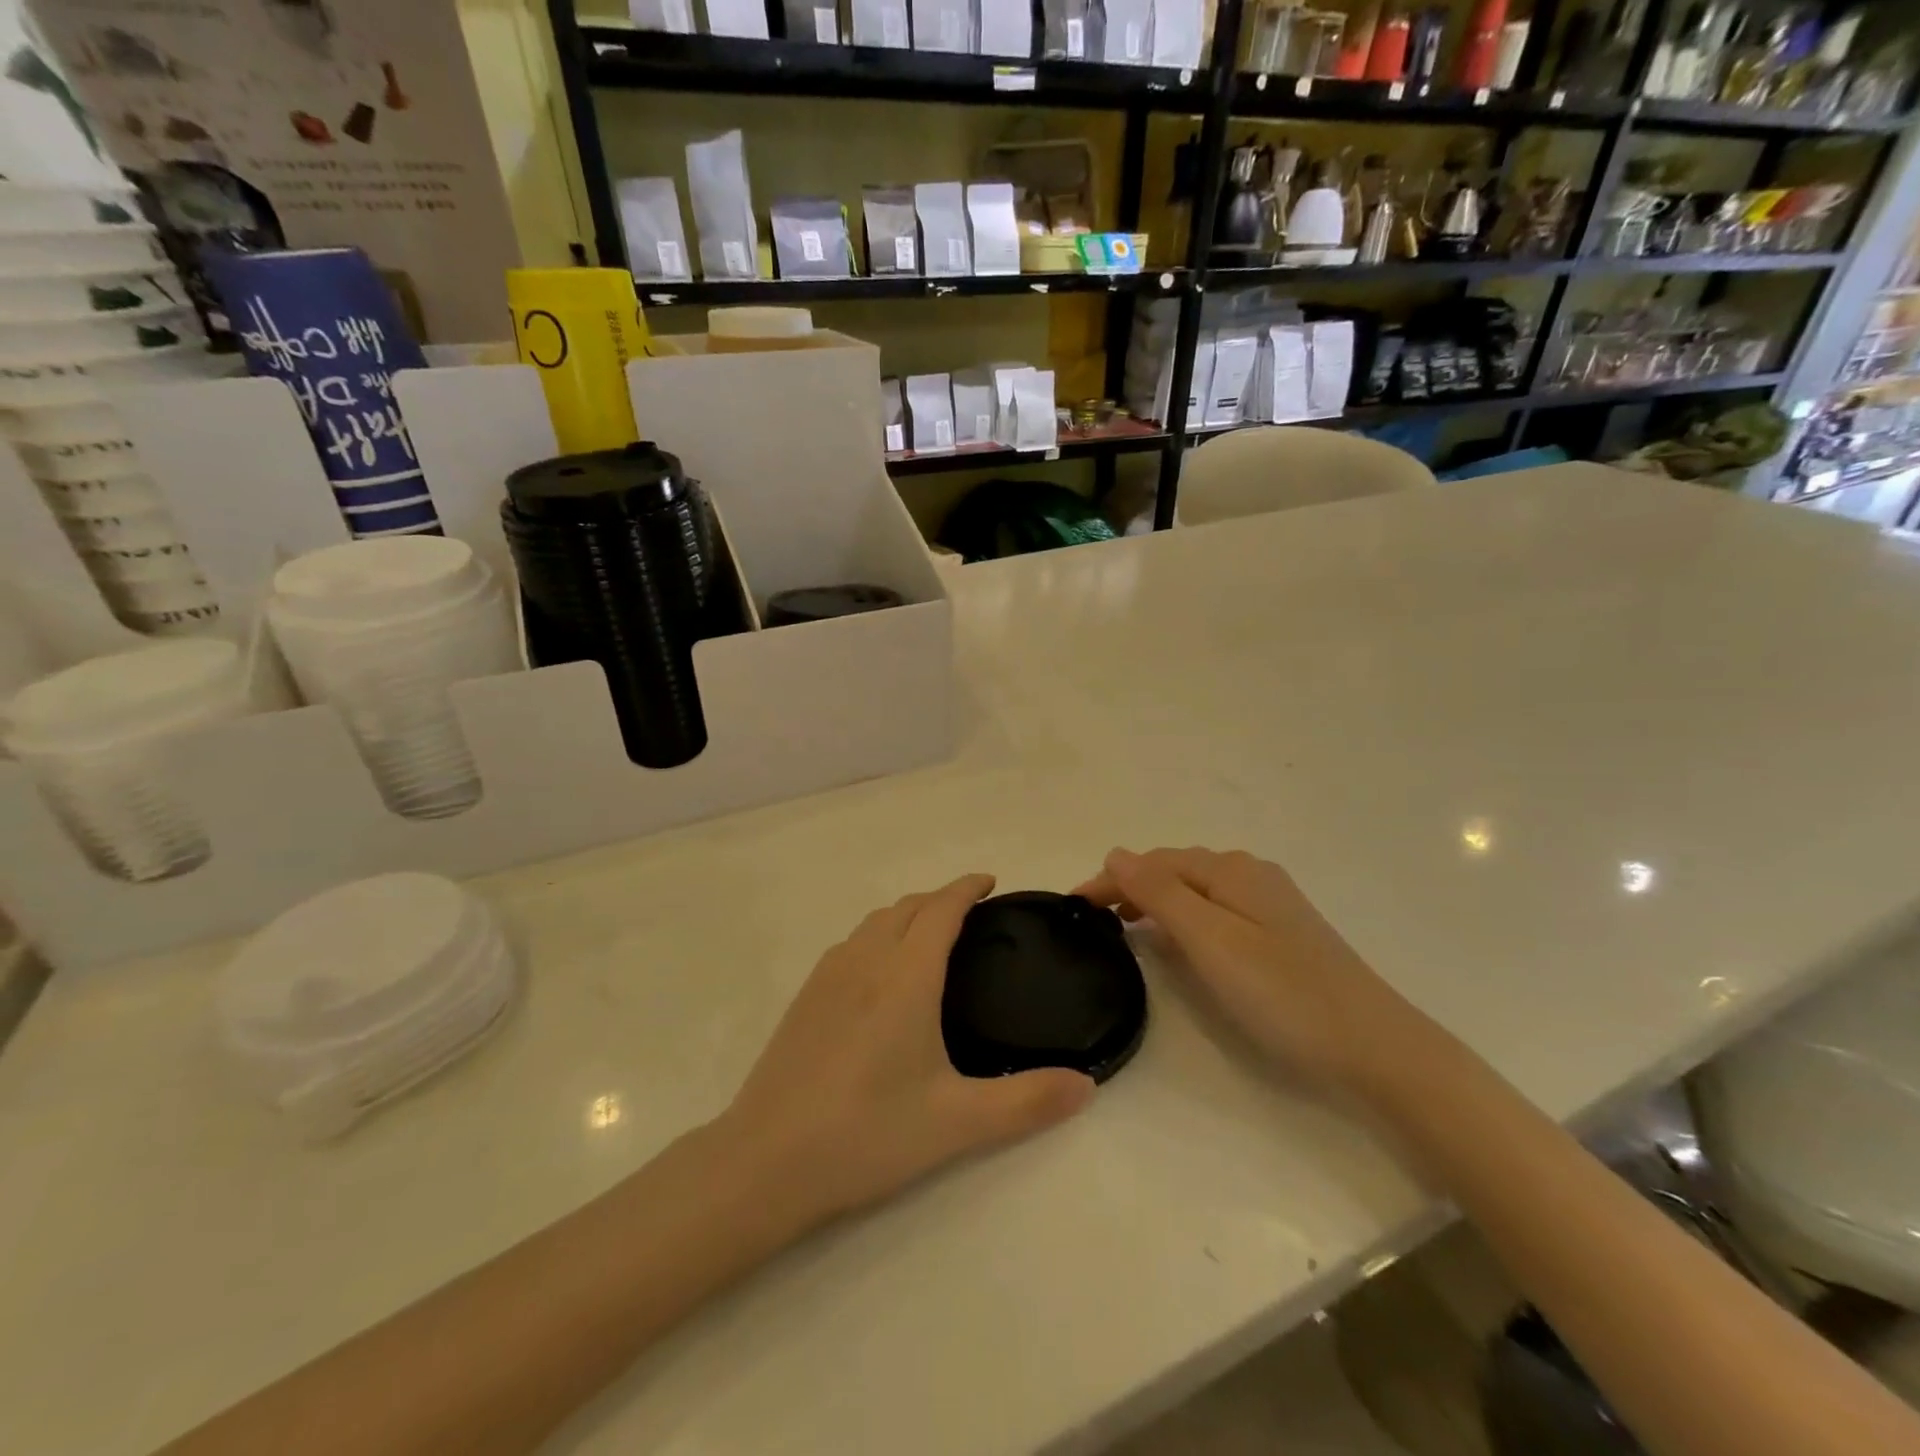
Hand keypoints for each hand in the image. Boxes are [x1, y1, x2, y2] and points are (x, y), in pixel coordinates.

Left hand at [721, 874, 1095, 1224]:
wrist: (766, 1161)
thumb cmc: (868, 1132)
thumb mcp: (957, 1122)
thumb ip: (1027, 1102)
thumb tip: (1087, 1086)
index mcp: (905, 976)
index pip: (940, 909)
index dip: (966, 888)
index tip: (989, 882)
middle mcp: (865, 961)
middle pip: (906, 907)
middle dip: (939, 898)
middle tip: (970, 912)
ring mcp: (827, 976)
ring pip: (874, 922)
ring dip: (906, 914)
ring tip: (929, 935)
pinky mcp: (804, 998)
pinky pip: (850, 944)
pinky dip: (878, 935)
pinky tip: (880, 973)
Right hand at [1075, 847, 1429, 1098]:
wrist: (1375, 1047)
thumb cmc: (1282, 994)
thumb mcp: (1210, 940)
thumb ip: (1160, 893)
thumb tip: (1116, 853)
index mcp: (1231, 870)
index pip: (1153, 863)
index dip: (1110, 879)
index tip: (1072, 906)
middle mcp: (1250, 873)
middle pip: (1175, 870)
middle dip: (1131, 886)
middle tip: (1094, 920)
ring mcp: (1271, 902)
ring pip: (1196, 889)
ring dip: (1156, 900)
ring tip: (1125, 925)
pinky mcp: (1283, 931)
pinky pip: (1217, 909)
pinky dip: (1185, 916)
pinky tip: (1180, 939)